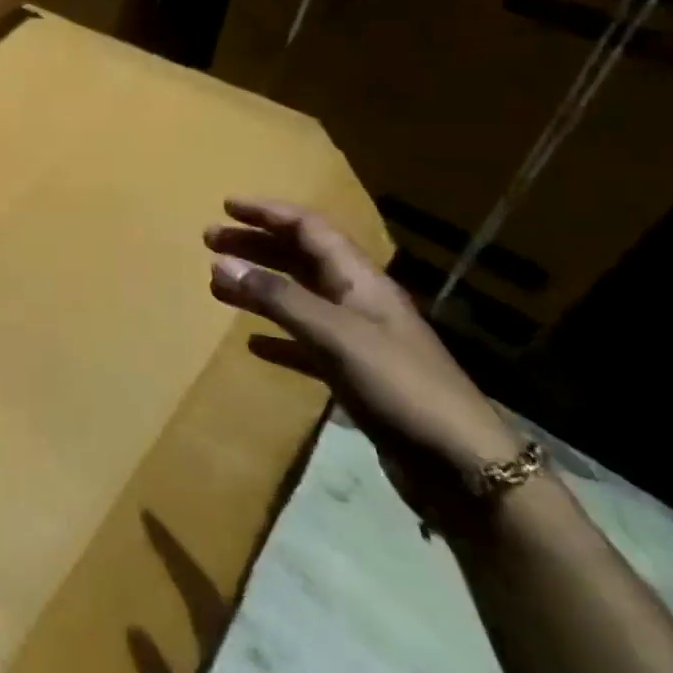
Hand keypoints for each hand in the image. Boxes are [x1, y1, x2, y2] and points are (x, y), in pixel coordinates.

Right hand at [205, 198, 521, 527]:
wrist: (461, 466)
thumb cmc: (399, 386)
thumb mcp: (334, 335)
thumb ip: (277, 298)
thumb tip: (220, 263)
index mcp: (360, 281)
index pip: (310, 229)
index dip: (269, 213)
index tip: (226, 206)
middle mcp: (359, 302)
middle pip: (300, 259)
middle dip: (256, 246)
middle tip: (210, 242)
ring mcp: (359, 340)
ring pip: (299, 299)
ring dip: (260, 287)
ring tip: (218, 286)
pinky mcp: (356, 376)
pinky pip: (306, 344)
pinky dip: (277, 336)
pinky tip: (253, 344)